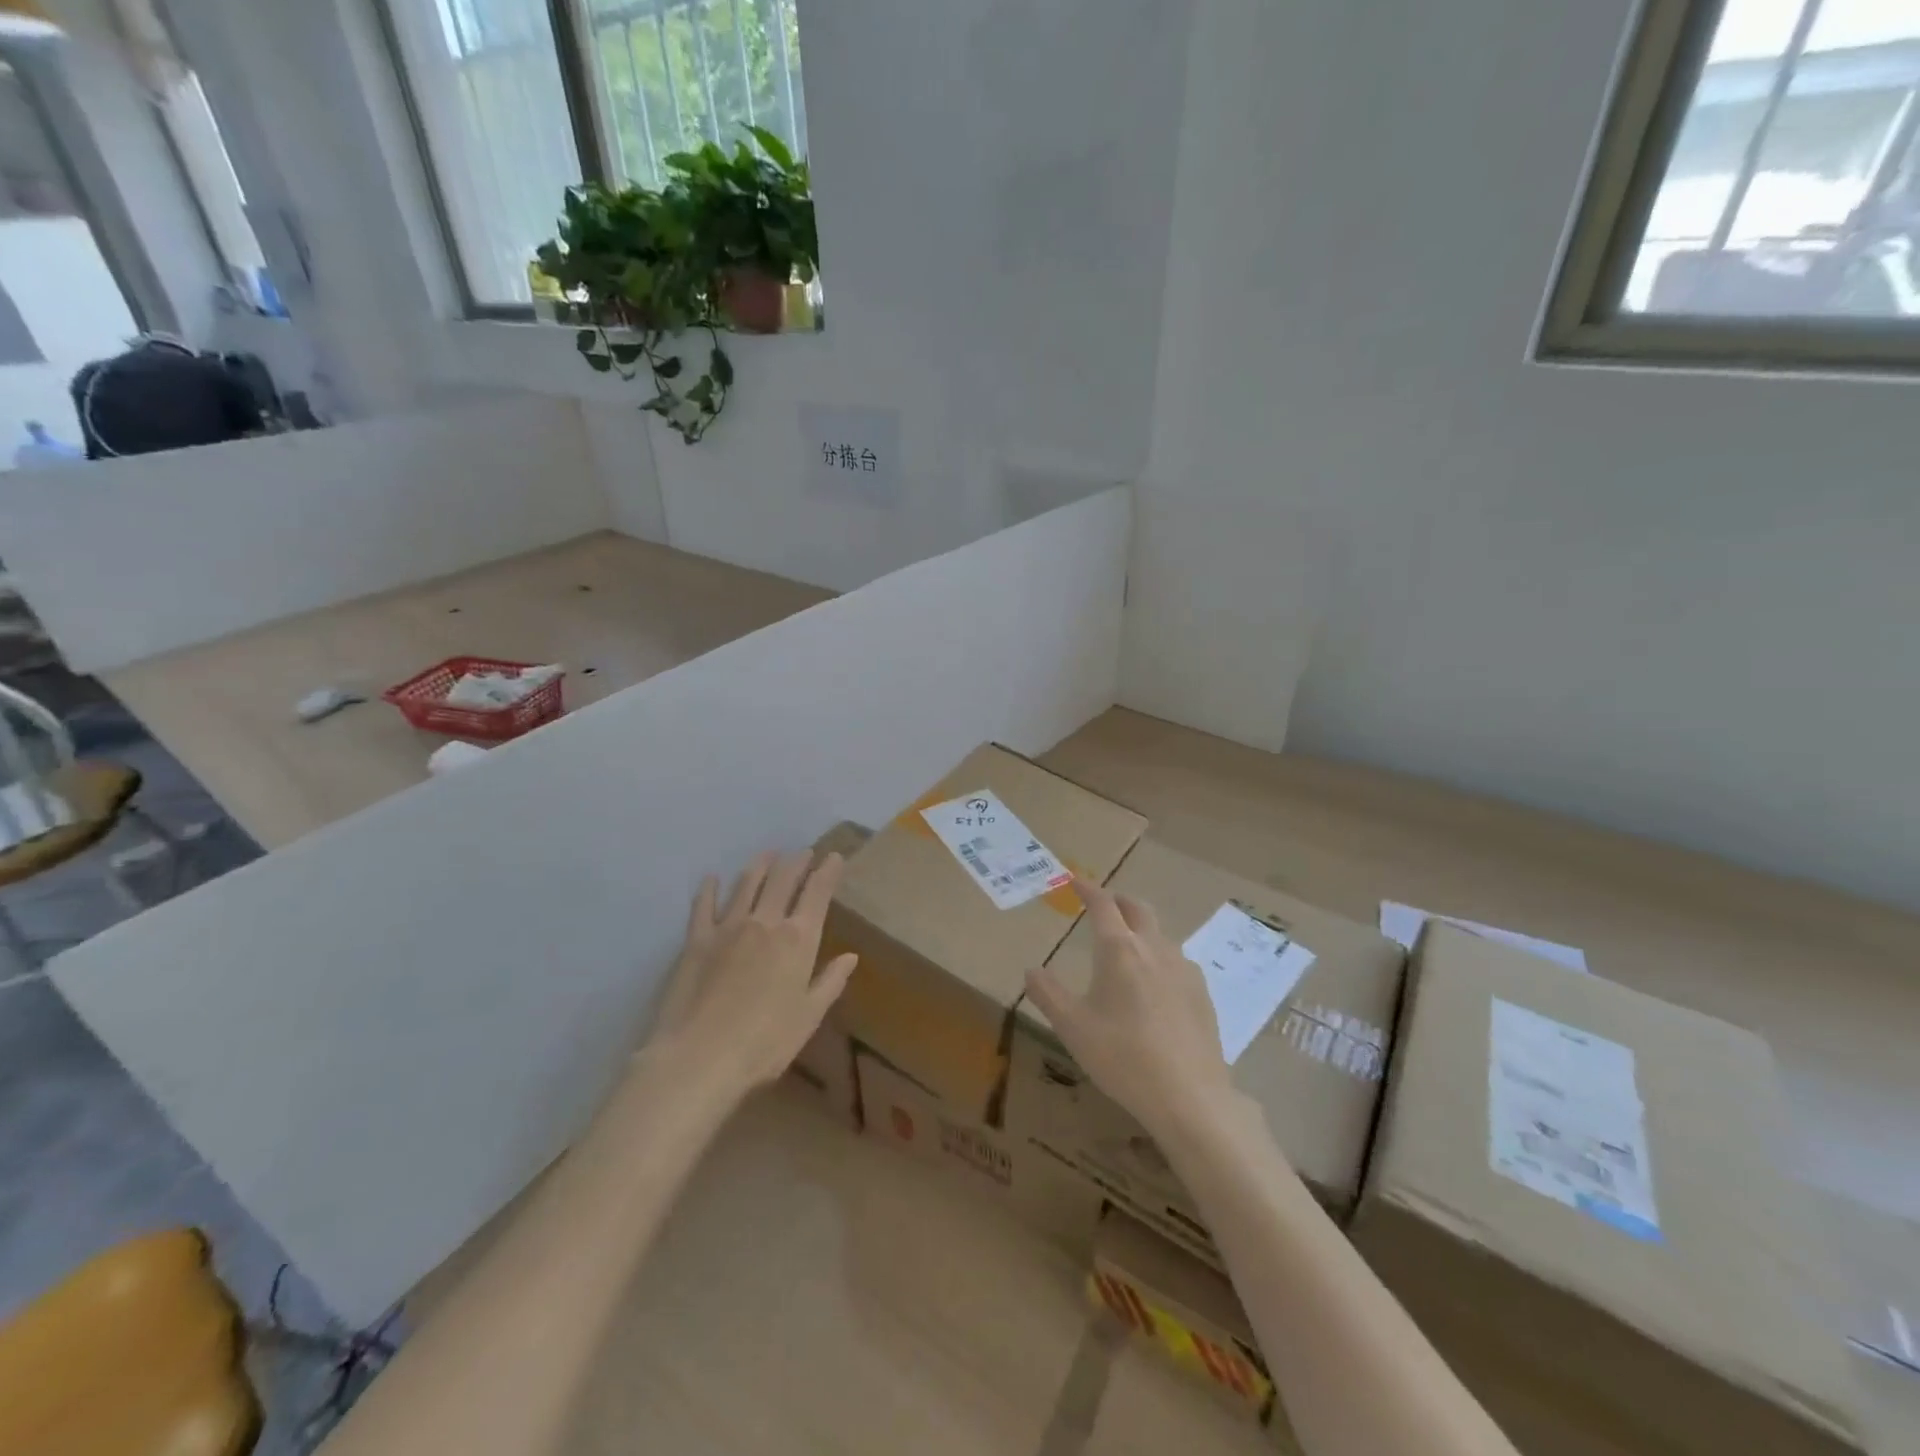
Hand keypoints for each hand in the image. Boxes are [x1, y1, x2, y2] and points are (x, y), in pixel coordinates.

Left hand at [646, 849, 857, 1099]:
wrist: (699, 1058)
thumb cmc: (764, 1043)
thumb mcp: (809, 1016)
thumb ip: (830, 982)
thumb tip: (850, 957)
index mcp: (798, 939)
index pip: (817, 893)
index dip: (828, 871)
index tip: (834, 857)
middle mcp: (765, 922)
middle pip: (783, 879)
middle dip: (797, 861)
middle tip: (804, 852)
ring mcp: (728, 927)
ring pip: (747, 883)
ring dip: (761, 865)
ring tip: (769, 854)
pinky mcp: (696, 940)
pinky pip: (703, 905)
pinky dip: (709, 888)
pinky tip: (711, 878)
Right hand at [1024, 874, 1236, 1141]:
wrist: (1189, 1097)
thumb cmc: (1122, 1057)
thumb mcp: (1072, 1028)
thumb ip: (1048, 994)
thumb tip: (1031, 970)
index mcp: (1119, 950)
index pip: (1102, 905)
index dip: (1088, 889)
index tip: (1076, 880)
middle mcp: (1154, 949)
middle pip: (1138, 909)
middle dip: (1119, 900)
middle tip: (1104, 904)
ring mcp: (1183, 970)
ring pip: (1160, 935)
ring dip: (1141, 929)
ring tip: (1128, 945)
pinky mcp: (1202, 994)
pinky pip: (1176, 961)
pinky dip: (1159, 957)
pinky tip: (1155, 984)